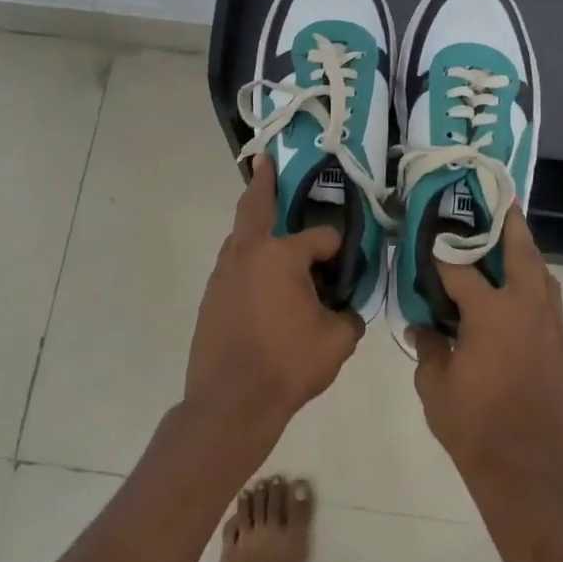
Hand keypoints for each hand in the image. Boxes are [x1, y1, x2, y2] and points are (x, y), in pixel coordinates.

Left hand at [184, 155, 365, 446]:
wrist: (229, 401)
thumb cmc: (287, 365)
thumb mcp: (337, 341)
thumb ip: (350, 316)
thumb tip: (350, 308)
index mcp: (282, 255)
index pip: (321, 237)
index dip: (340, 248)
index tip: (351, 263)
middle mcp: (248, 253)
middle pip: (256, 205)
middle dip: (263, 181)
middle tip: (264, 160)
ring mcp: (223, 273)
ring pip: (241, 236)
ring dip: (254, 222)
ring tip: (268, 218)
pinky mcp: (211, 296)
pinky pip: (234, 264)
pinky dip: (248, 258)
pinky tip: (261, 276)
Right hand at [408, 207, 562, 497]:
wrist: (528, 473)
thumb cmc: (474, 427)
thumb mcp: (434, 386)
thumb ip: (428, 346)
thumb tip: (422, 326)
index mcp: (492, 314)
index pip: (461, 269)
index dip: (441, 252)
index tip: (428, 237)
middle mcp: (527, 310)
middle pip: (521, 252)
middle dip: (508, 224)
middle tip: (498, 202)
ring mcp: (552, 329)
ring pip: (542, 276)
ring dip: (526, 255)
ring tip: (508, 243)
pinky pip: (549, 306)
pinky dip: (533, 290)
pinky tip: (517, 300)